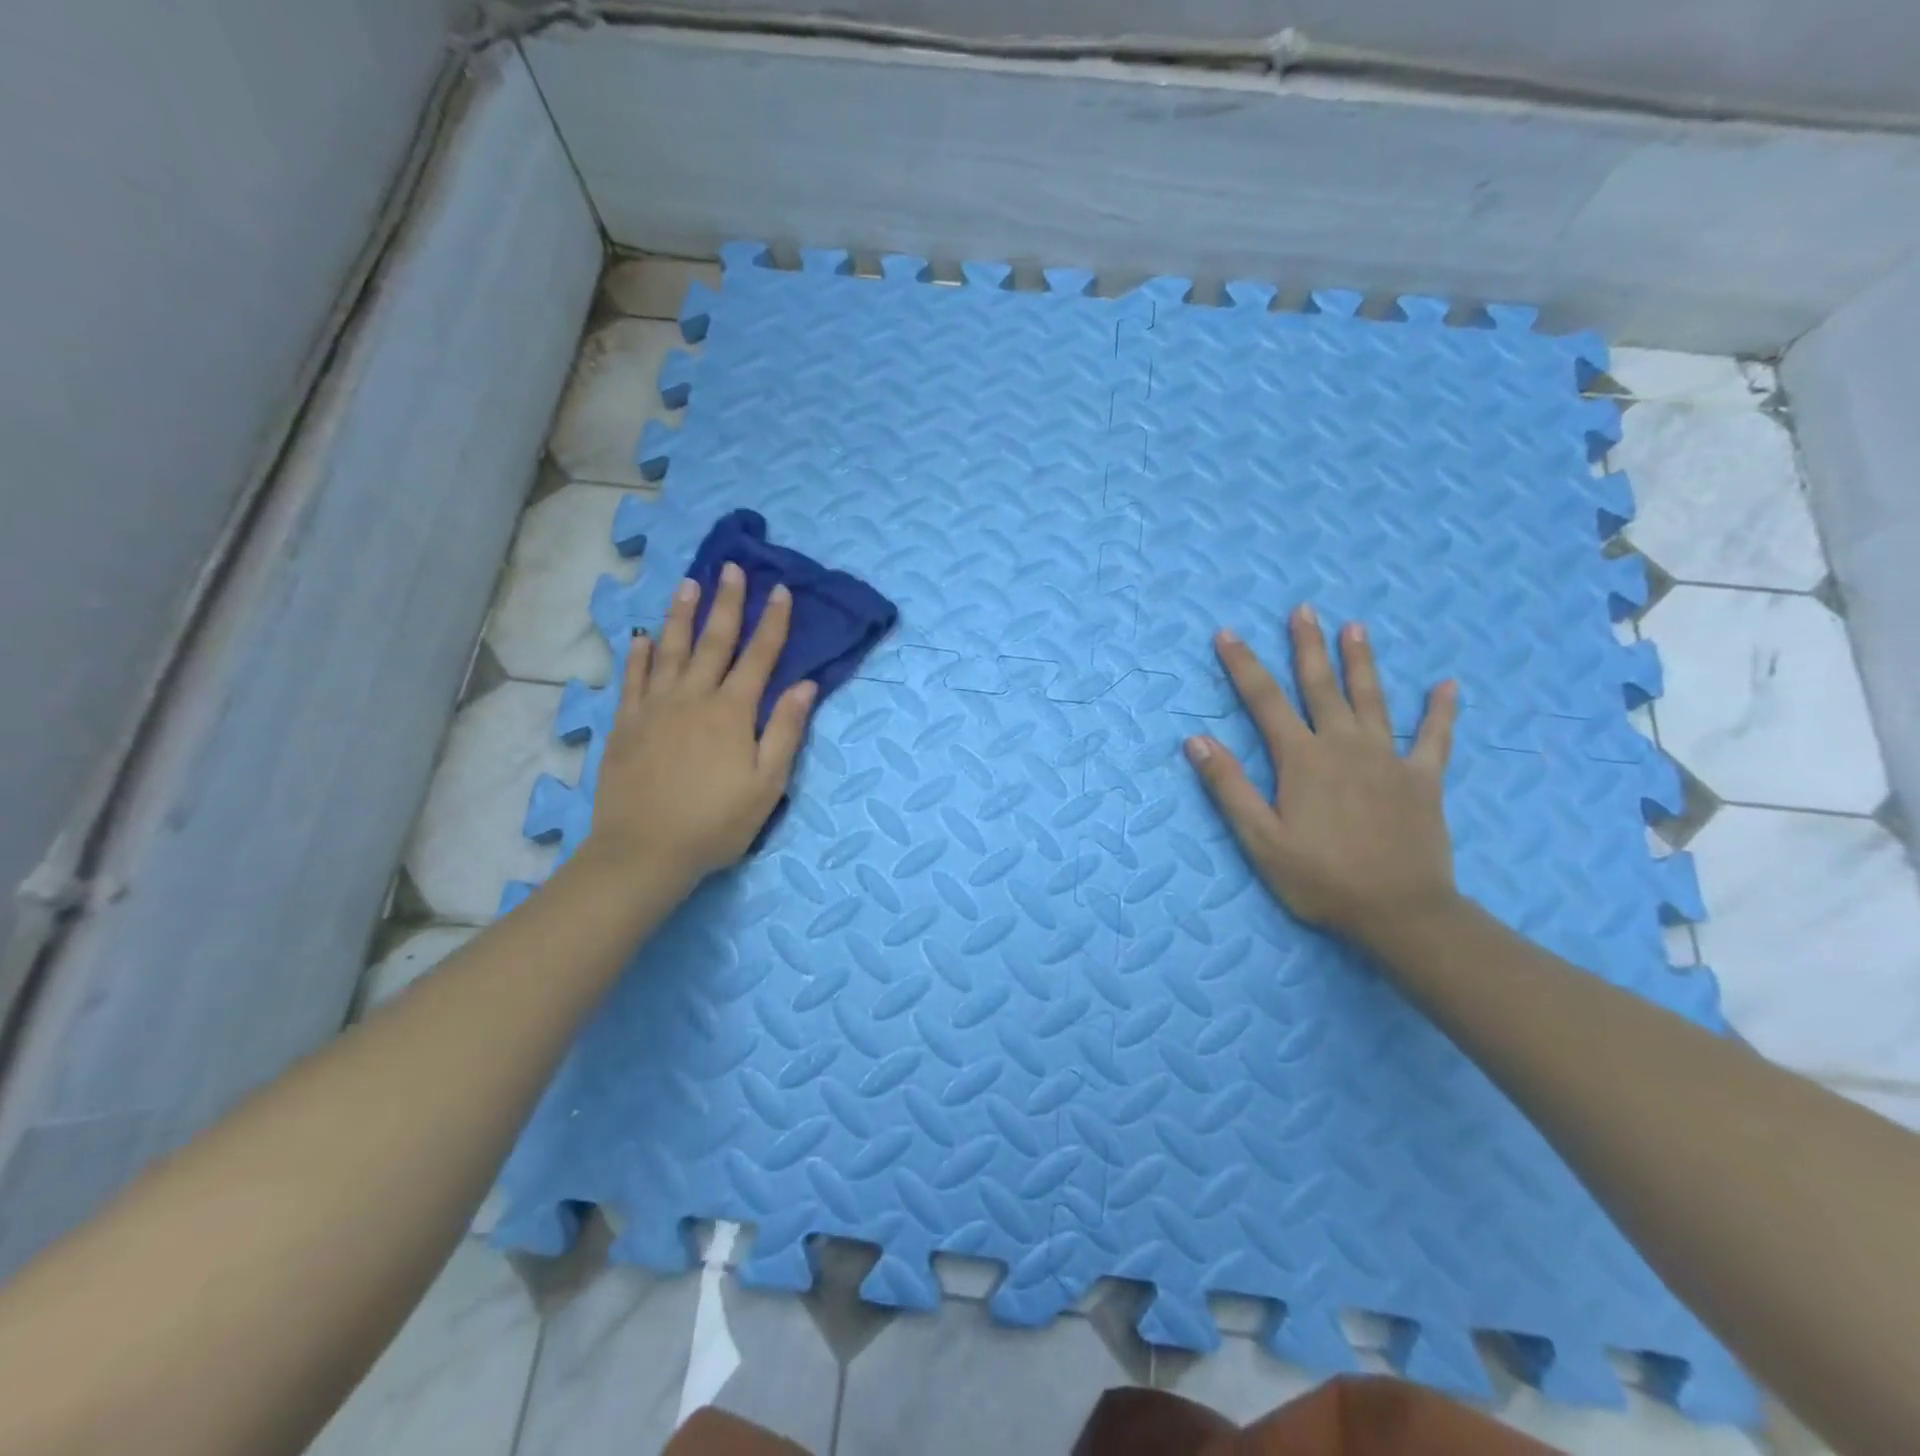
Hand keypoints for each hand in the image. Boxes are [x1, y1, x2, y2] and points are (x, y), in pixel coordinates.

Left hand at [586, 563, 816, 881]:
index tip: (780, 590)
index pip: (759, 657)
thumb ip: (785, 730)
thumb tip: (805, 685)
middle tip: (731, 568)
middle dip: (726, 603)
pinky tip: (642, 637)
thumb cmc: (716, 822)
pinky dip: (639, 654)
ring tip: (688, 583)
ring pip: (670, 650)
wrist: (645, 850)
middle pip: (713, 641)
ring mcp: (654, 708)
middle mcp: (693, 697)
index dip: (773, 622)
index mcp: (732, 712)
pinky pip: (633, 678)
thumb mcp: (767, 784)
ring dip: (681, 614)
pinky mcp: (625, 724)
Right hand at [1184, 604, 1460, 947]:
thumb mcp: (1259, 839)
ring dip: (1362, 661)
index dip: (1243, 665)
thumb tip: (1196, 739)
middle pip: (1321, 686)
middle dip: (1307, 646)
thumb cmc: (1320, 878)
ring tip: (1355, 627)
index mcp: (1302, 760)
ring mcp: (1388, 760)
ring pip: (1372, 699)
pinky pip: (1435, 738)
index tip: (1227, 634)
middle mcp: (1344, 746)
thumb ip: (1229, 787)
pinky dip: (1441, 711)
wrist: (1399, 912)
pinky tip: (1449, 685)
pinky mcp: (1423, 780)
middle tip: (1304, 609)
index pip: (1264, 701)